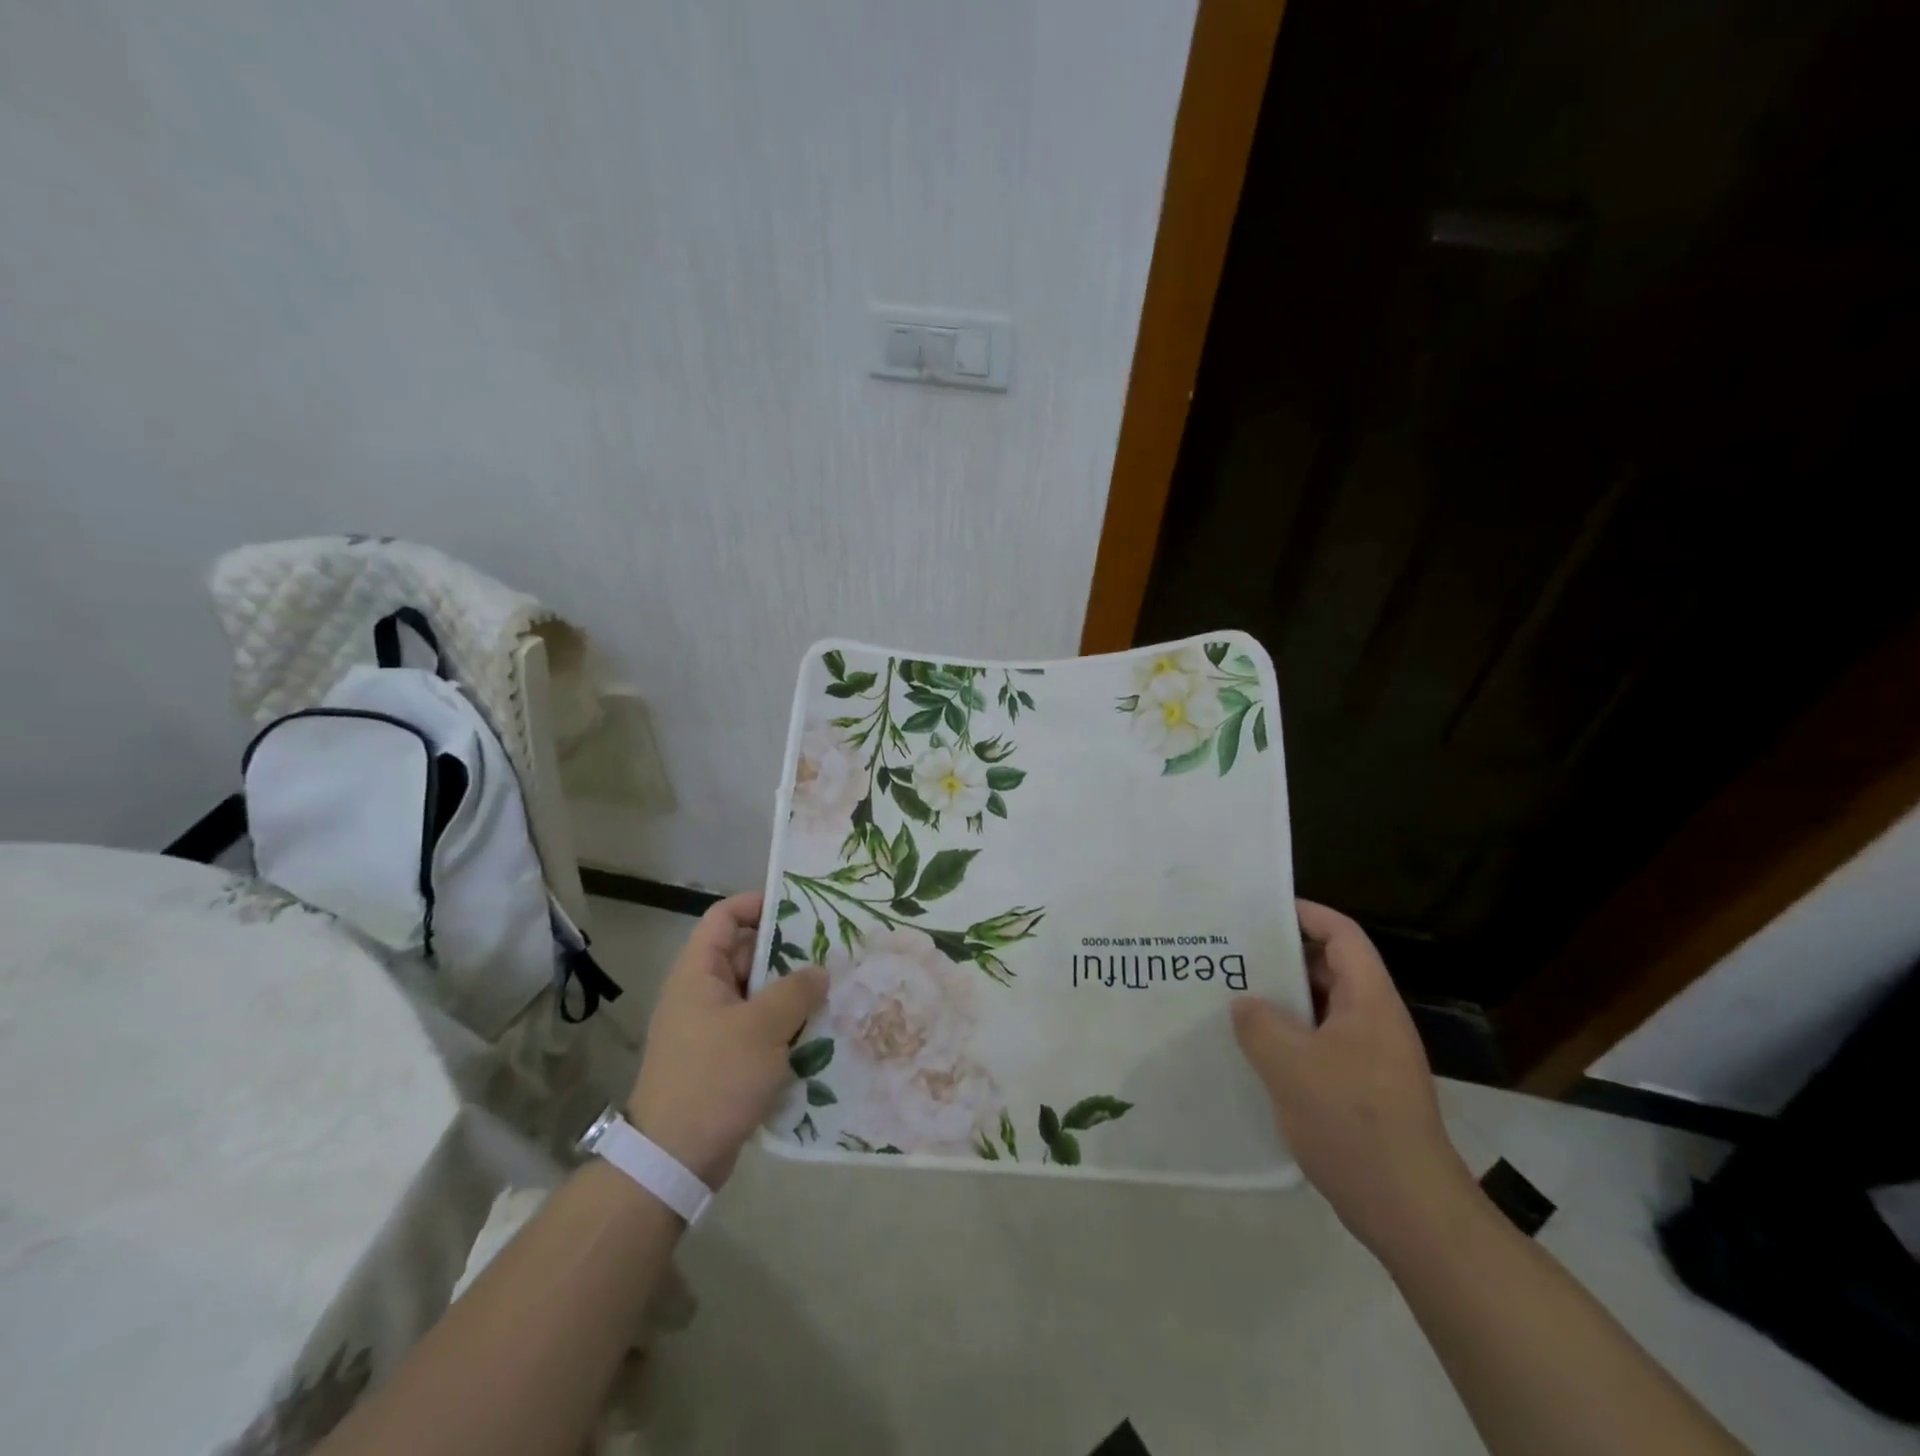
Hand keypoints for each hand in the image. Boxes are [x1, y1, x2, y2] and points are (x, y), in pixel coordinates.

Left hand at [625, 892, 826, 1188]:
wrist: (674, 1160)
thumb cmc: (714, 1079)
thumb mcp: (762, 1028)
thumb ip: (795, 991)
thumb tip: (818, 971)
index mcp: (698, 973)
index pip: (724, 917)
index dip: (758, 905)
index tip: (800, 909)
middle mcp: (702, 994)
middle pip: (745, 954)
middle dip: (788, 952)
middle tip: (832, 951)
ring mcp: (711, 1029)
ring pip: (757, 995)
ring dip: (791, 993)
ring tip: (834, 990)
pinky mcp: (723, 1060)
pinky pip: (757, 1029)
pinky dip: (784, 1026)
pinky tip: (819, 1032)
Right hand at [1231, 899, 1476, 1253]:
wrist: (1408, 1210)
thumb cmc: (1352, 1123)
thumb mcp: (1291, 1065)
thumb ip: (1259, 1023)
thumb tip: (1244, 1003)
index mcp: (1368, 1002)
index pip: (1342, 935)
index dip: (1306, 914)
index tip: (1260, 910)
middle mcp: (1373, 1020)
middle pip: (1329, 968)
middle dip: (1282, 956)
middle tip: (1231, 953)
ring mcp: (1369, 1056)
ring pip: (1320, 1009)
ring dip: (1281, 1000)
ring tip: (1231, 996)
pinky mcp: (1360, 1088)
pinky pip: (1319, 1043)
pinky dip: (1288, 1036)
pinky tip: (1251, 1050)